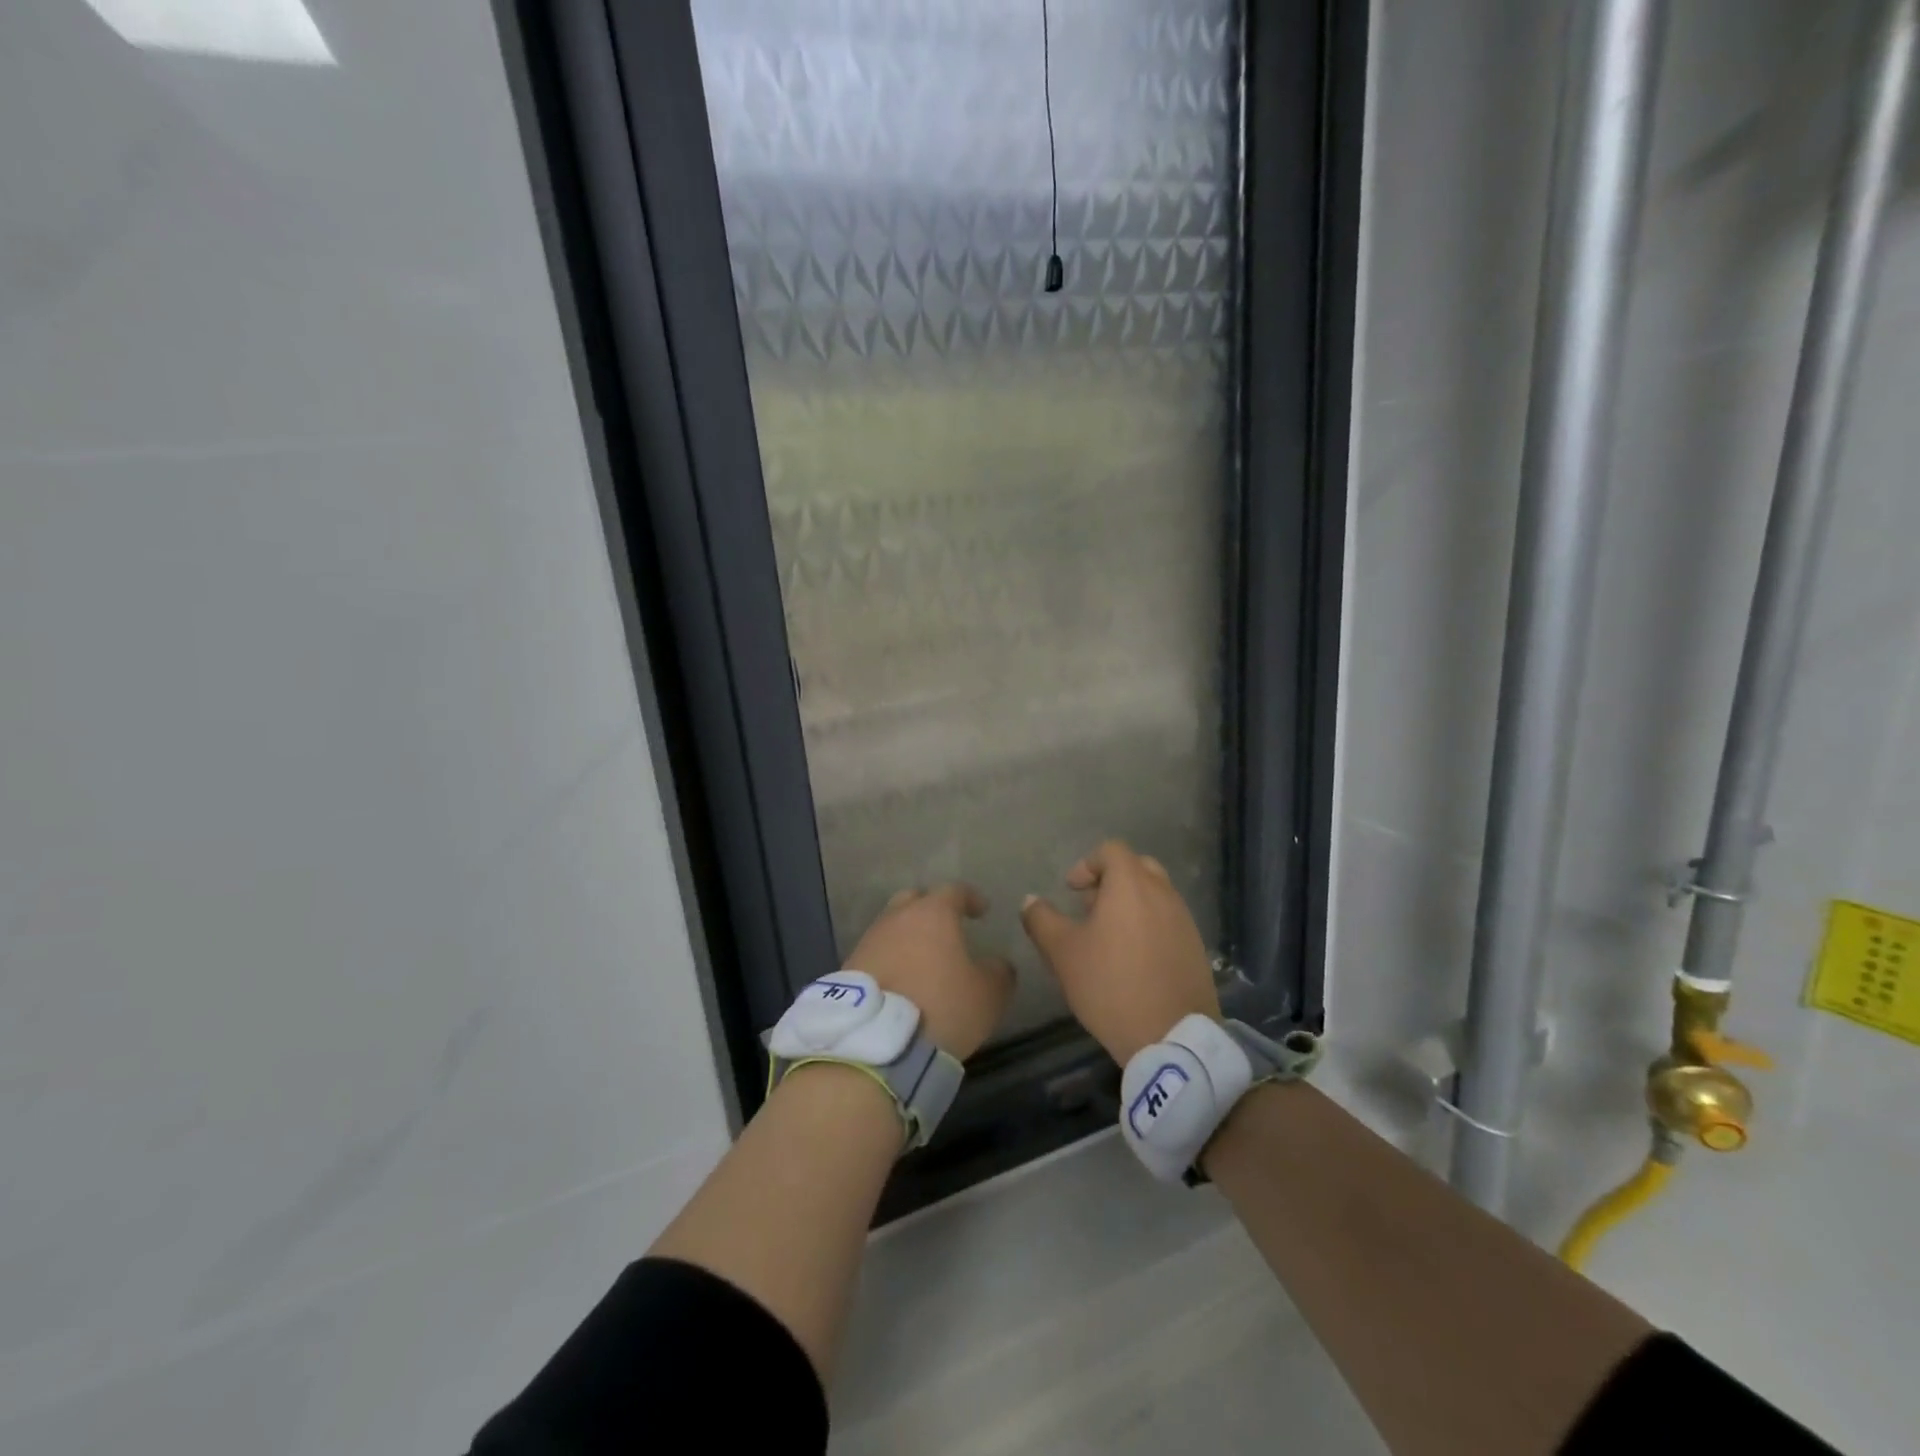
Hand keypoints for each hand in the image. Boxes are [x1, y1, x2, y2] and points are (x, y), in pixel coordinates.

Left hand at [844, 884, 1013, 1059]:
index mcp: (932, 914)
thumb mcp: (988, 995)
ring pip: (892, 927)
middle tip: (947, 927)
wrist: (876, 1044)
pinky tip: (901, 980)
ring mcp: (869, 941)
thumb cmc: (941, 1007)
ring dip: (908, 938)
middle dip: (932, 909)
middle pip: (914, 900)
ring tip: (923, 959)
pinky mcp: (849, 968)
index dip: (970, 898)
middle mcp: (897, 918)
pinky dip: (891, 960)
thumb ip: (999, 972)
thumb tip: (998, 964)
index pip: (954, 891)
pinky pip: (877, 954)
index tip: (982, 910)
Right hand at [1020, 841, 1219, 1064]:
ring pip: (1156, 894)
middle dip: (1111, 880)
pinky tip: (1133, 960)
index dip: (1087, 864)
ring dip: (1131, 904)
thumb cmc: (1110, 985)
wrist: (1171, 1037)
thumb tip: (1030, 901)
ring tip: (1109, 938)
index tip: (1071, 890)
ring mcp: (1184, 920)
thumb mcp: (1063, 952)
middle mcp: (1163, 893)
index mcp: (1131, 885)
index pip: (1111, 850)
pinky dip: (1149, 925)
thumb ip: (1042, 920)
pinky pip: (1169, 921)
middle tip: (1090, 908)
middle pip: (1137, 867)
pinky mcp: (1196, 947)